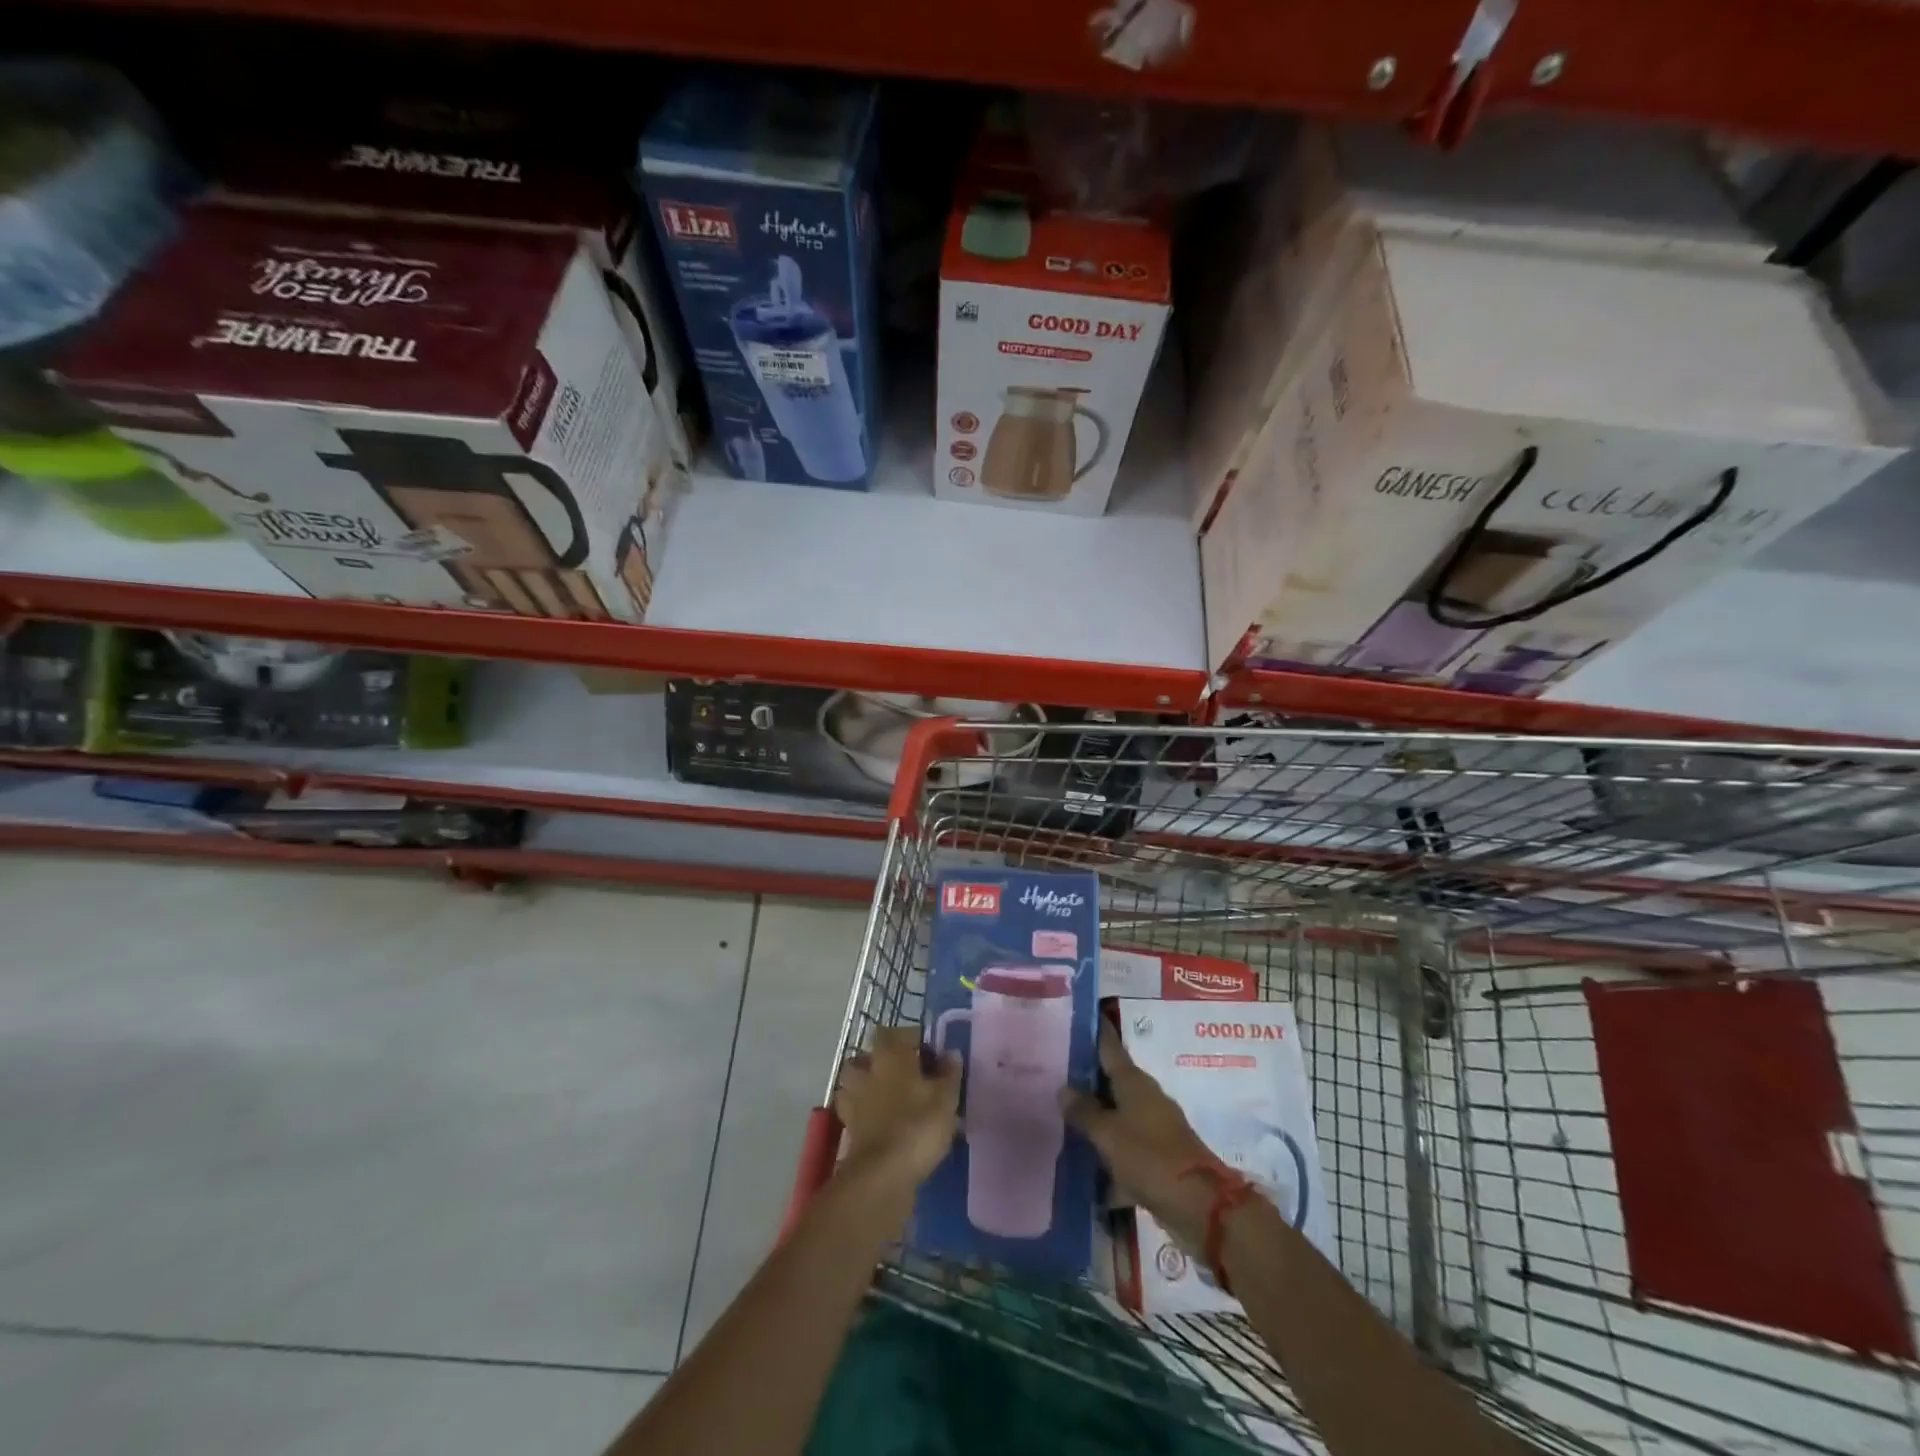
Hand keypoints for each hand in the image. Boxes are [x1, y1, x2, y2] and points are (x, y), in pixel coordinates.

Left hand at [834, 1027, 961, 1192]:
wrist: (882, 1174)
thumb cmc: (918, 1126)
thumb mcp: (946, 1098)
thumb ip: (949, 1073)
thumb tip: (951, 1053)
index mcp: (891, 1054)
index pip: (899, 1032)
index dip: (915, 1039)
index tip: (932, 1055)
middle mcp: (868, 1068)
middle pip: (872, 1053)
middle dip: (887, 1059)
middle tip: (909, 1074)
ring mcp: (854, 1097)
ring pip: (857, 1079)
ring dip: (870, 1083)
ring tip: (891, 1097)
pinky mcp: (848, 1125)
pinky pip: (855, 1108)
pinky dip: (865, 1111)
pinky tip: (880, 1121)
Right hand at [1062, 1020, 1224, 1248]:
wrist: (1200, 1206)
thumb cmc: (1149, 1157)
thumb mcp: (1108, 1133)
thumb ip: (1084, 1111)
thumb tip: (1063, 1088)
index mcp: (1134, 1081)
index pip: (1109, 1046)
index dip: (1094, 1031)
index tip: (1076, 1017)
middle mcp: (1145, 1098)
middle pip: (1111, 1081)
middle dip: (1085, 1079)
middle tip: (1052, 1074)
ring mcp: (1153, 1128)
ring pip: (1117, 1117)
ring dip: (1095, 1120)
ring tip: (1060, 1120)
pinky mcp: (1158, 1159)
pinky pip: (1125, 1150)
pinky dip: (1108, 1157)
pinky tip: (1084, 1171)